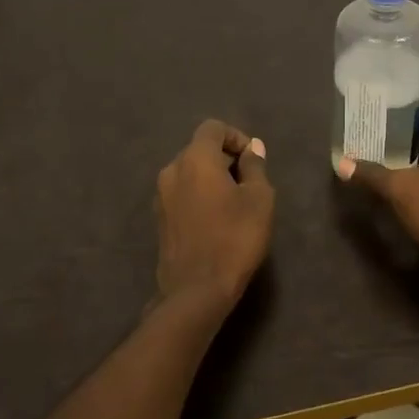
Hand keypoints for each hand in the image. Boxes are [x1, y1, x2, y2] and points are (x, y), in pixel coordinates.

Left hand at [154, 119, 274, 312]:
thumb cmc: (235, 238)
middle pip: (199, 149)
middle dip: (225, 158)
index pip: (213, 128)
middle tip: (249, 183)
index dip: (236, 137)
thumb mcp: (259, 200)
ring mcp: (161, 195)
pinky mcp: (159, 218)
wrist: (196, 289)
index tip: (254, 160)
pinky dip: (199, 196)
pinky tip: (216, 220)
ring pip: (189, 173)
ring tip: (234, 203)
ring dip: (211, 178)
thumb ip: (255, 167)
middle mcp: (172, 170)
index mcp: (195, 159)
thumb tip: (252, 149)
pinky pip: (182, 193)